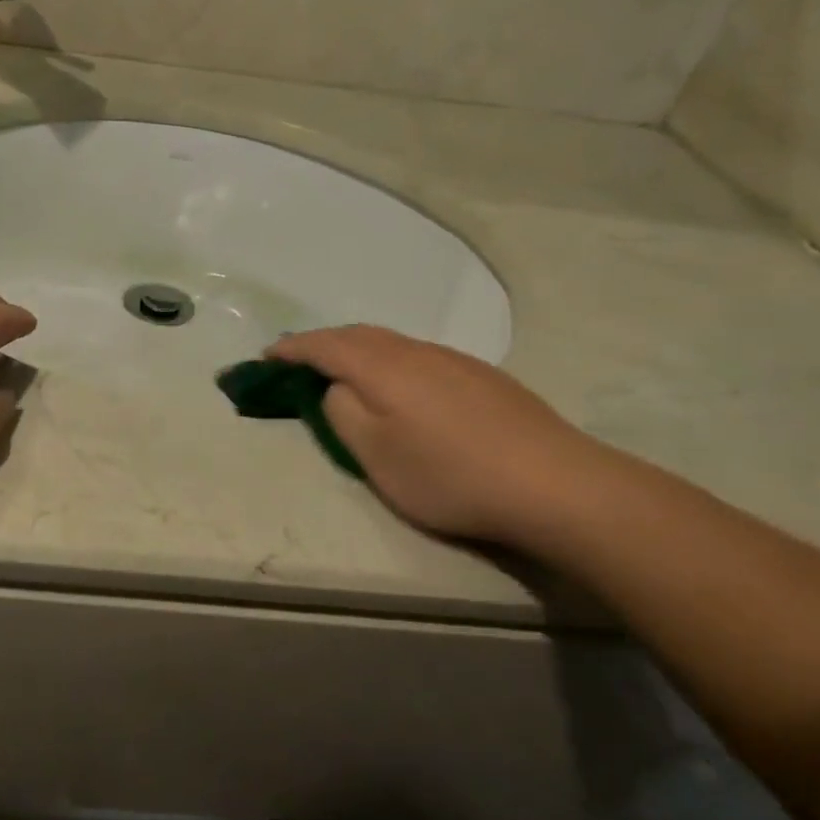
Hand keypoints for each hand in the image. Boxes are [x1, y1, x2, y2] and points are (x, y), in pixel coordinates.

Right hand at [266, 326, 608, 547]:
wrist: (554, 484)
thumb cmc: (449, 476)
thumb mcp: (376, 456)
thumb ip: (343, 413)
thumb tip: (336, 387)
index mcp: (382, 367)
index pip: (324, 345)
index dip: (291, 348)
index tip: (266, 355)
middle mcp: (416, 351)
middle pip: (358, 335)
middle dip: (322, 343)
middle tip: (298, 361)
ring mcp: (454, 360)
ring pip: (392, 343)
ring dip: (358, 350)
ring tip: (344, 371)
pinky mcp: (482, 376)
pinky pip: (418, 355)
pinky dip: (391, 361)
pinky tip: (401, 386)